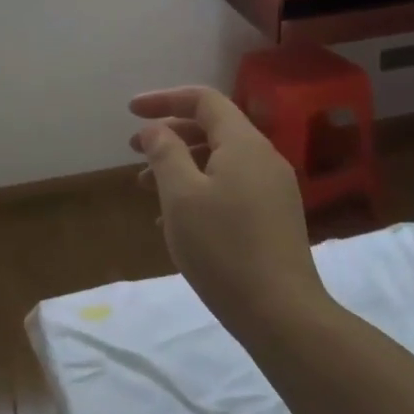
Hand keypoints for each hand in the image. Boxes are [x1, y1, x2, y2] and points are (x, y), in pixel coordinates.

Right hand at [129, 86, 324, 330]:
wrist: (282, 314)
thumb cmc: (223, 248)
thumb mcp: (181, 196)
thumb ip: (165, 153)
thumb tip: (155, 129)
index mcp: (244, 144)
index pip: (204, 100)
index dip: (164, 99)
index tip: (130, 111)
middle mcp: (263, 158)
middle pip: (212, 129)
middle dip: (170, 135)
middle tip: (134, 152)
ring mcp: (273, 189)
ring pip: (220, 161)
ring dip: (181, 166)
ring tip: (146, 189)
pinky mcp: (274, 217)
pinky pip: (231, 187)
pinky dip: (200, 190)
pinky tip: (176, 220)